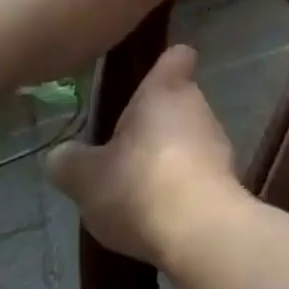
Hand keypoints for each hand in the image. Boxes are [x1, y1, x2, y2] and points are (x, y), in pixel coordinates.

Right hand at [46, 44, 244, 264]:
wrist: (201, 232)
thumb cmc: (141, 186)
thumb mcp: (87, 178)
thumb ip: (70, 162)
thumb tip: (60, 155)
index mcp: (166, 90)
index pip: (177, 56)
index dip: (163, 65)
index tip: (144, 82)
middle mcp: (198, 106)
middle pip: (177, 101)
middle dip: (154, 122)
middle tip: (122, 152)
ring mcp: (219, 143)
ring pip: (190, 138)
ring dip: (168, 156)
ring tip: (138, 190)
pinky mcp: (228, 179)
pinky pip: (200, 172)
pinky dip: (183, 185)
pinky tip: (160, 214)